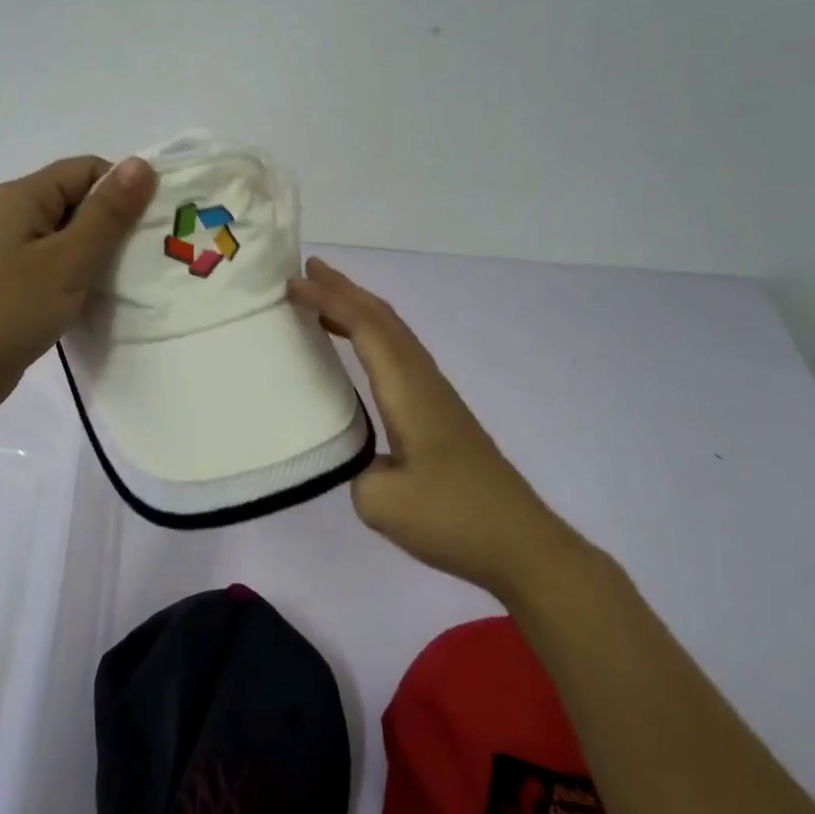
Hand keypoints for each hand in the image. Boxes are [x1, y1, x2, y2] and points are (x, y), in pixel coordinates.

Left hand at [0, 155, 156, 418]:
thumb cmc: (11, 309)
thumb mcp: (68, 259)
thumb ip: (107, 213)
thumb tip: (142, 163)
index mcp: (25, 195)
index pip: (89, 169)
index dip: (124, 190)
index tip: (153, 225)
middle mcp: (18, 213)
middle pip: (81, 199)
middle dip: (117, 222)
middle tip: (151, 254)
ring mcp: (15, 248)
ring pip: (73, 234)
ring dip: (103, 251)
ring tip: (133, 277)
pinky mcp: (17, 279)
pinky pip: (60, 262)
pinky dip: (84, 273)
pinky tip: (102, 296)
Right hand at [286, 258, 588, 602]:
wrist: (521, 544)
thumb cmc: (453, 518)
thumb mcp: (381, 502)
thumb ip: (355, 469)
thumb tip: (360, 458)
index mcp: (408, 391)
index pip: (366, 328)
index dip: (329, 300)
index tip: (293, 283)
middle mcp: (424, 381)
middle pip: (383, 318)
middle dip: (345, 289)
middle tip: (308, 269)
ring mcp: (436, 395)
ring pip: (395, 334)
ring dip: (360, 309)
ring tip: (325, 300)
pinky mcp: (441, 413)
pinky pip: (400, 355)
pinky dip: (373, 336)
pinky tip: (360, 352)